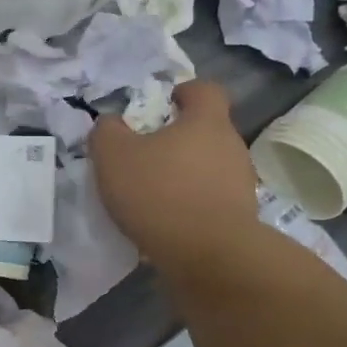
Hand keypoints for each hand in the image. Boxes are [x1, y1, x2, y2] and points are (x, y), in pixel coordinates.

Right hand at [88, 79, 261, 277]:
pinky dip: (190, 205)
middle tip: (145, 154)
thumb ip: (107, 132)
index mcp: (206, 122)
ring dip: (185, 174)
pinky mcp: (240, 217)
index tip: (164, 104)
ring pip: (209, 167)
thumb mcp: (113, 156)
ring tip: (152, 194)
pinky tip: (166, 222)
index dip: (184, 92)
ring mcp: (240, 183)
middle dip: (178, 139)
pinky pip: (211, 200)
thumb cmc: (159, 193)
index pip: (205, 90)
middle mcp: (231, 146)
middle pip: (206, 131)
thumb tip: (110, 124)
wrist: (208, 256)